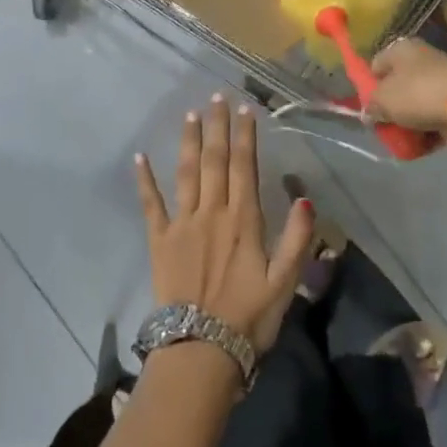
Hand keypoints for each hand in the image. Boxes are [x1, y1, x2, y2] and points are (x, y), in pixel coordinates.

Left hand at [135, 95, 316, 355]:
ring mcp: (182, 225)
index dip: (245, 137)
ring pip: (186, 173)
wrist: (201, 348)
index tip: (244, 111)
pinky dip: (145, 180)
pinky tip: (140, 157)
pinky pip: (151, 204)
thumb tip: (306, 200)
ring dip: (189, 142)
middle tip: (217, 98)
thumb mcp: (286, 283)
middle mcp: (212, 213)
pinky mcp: (159, 241)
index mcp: (244, 221)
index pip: (245, 168)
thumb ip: (298, 240)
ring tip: (190, 115)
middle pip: (215, 162)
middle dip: (217, 128)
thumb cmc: (248, 318)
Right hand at [366, 38, 446, 132]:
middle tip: (387, 125)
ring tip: (407, 137)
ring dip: (411, 118)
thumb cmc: (417, 94)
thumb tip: (369, 112)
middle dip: (392, 106)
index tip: (370, 108)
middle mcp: (421, 56)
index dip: (369, 87)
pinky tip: (426, 141)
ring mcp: (442, 74)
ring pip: (417, 100)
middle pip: (398, 85)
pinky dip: (430, 125)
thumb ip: (370, 106)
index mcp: (400, 49)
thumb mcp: (382, 101)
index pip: (375, 66)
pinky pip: (436, 110)